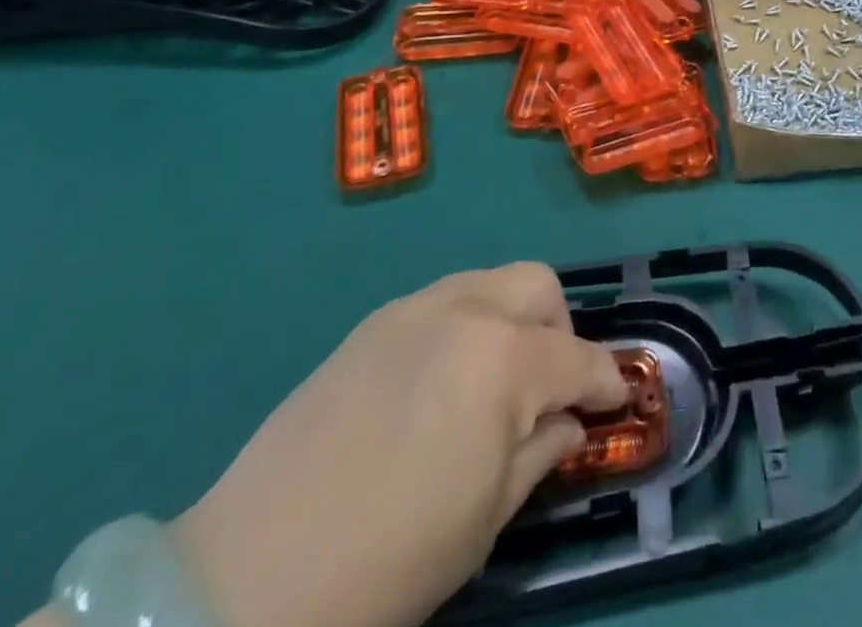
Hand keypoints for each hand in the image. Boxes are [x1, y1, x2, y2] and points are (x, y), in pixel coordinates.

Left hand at [172, 263, 625, 626]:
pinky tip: (443, 380)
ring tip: (497, 378)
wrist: (245, 581)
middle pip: (540, 287)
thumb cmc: (386, 564)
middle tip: (551, 386)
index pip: (578, 359)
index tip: (616, 400)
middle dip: (561, 330)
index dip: (606, 381)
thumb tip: (567, 420)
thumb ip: (540, 452)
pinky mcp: (373, 323)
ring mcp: (414, 309)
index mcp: (503, 361)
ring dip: (514, 318)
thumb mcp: (484, 521)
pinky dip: (468, 323)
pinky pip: (444, 300)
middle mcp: (466, 312)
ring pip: (492, 281)